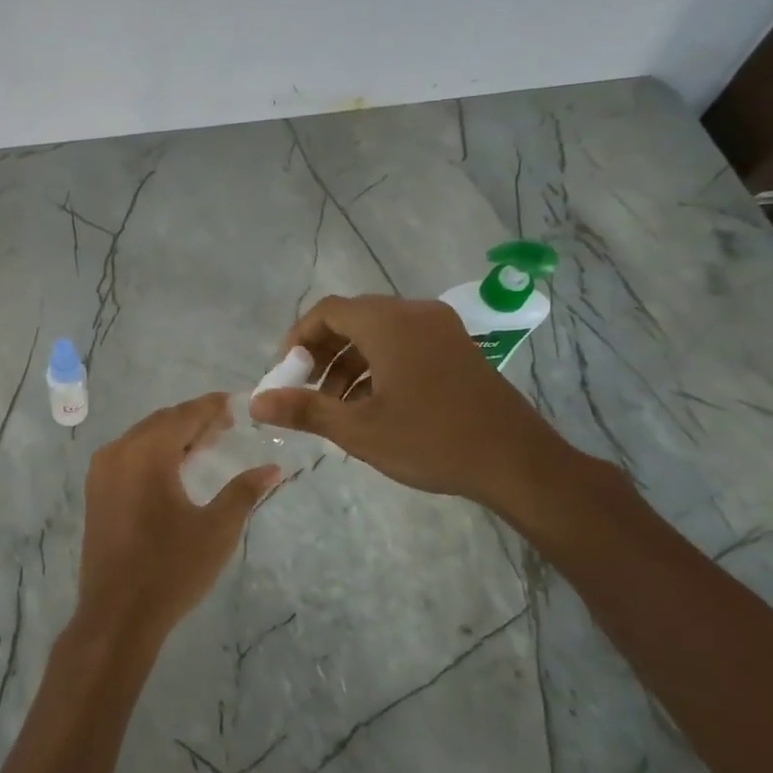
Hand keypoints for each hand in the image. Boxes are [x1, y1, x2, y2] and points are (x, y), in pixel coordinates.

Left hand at [79, 394, 280, 644]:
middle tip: (226, 426)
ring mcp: (101, 472)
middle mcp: (118, 452)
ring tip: (205, 445)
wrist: (117, 615)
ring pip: (142, 438)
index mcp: (146, 453)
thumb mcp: (217, 530)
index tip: (236, 404)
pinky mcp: (96, 492)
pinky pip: (128, 456)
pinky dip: (153, 453)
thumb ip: (244, 491)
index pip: (183, 415)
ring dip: (173, 436)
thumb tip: (273, 468)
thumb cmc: (171, 569)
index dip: (211, 407)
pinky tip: (175, 469)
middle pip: (161, 422)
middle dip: (193, 420)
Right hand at [248, 294, 579, 513]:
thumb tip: (254, 403)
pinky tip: (373, 404)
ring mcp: (442, 329)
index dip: (298, 338)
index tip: (285, 373)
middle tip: (306, 390)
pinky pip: (404, 342)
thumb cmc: (431, 440)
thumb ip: (304, 409)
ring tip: (335, 405)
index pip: (327, 311)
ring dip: (349, 361)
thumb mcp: (359, 429)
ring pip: (379, 332)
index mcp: (389, 323)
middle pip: (353, 318)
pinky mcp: (458, 348)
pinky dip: (378, 364)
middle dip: (322, 352)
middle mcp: (415, 313)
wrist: (518, 461)